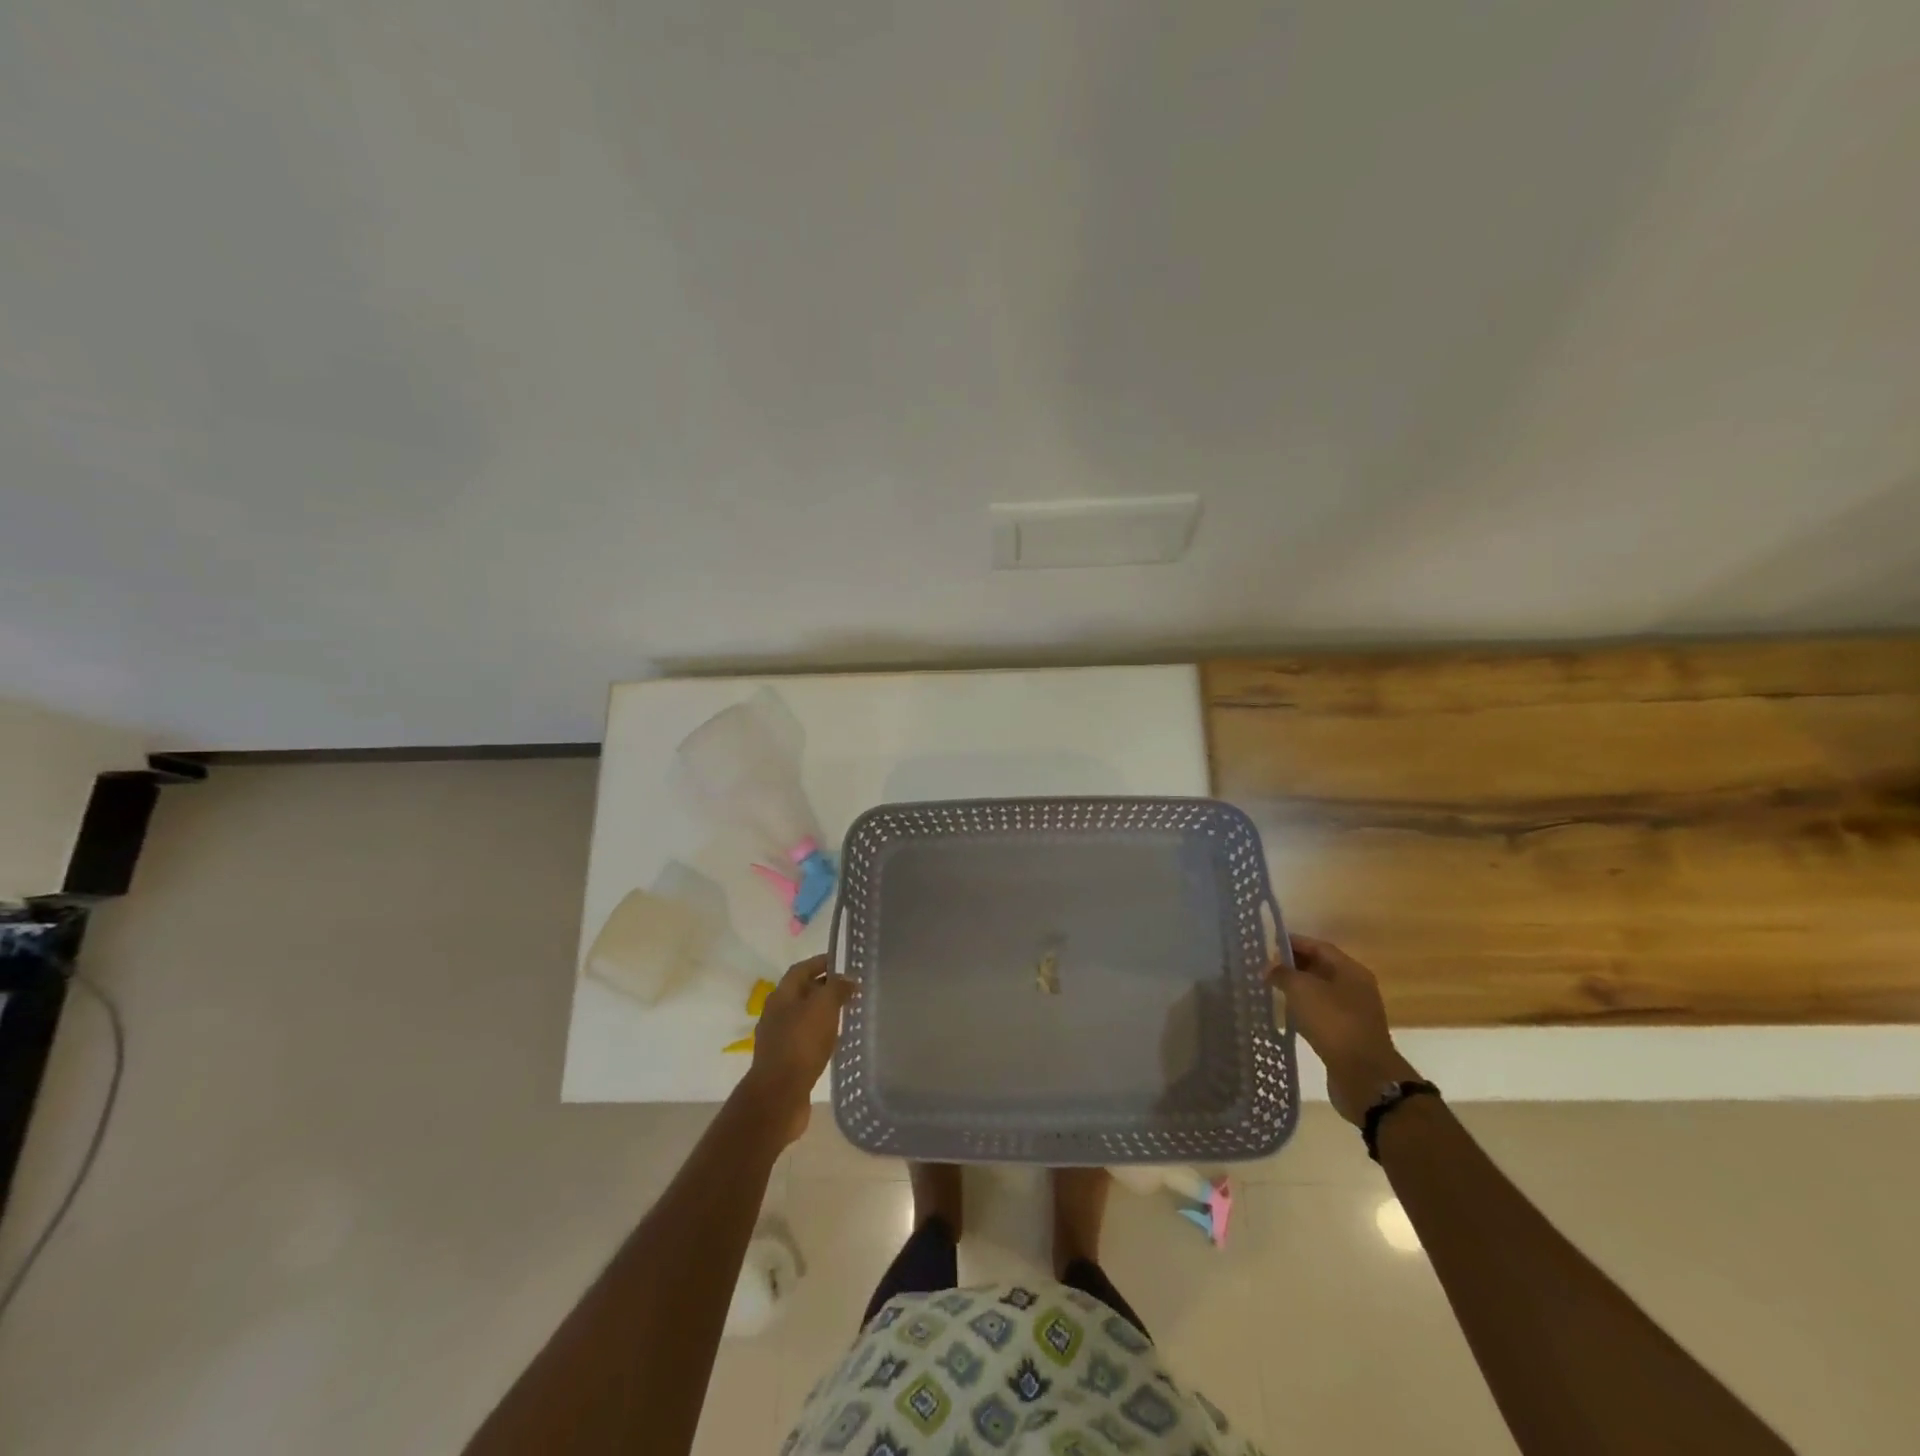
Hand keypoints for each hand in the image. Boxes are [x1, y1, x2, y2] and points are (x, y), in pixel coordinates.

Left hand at [740, 954, 854, 1144]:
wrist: (779, 1095)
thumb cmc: (801, 1043)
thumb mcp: (823, 1007)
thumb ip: (837, 988)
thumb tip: (848, 979)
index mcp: (782, 995)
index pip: (801, 969)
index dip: (821, 962)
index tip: (843, 963)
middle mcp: (776, 1013)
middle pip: (801, 992)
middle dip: (824, 987)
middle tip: (850, 989)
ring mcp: (778, 1038)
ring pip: (803, 1016)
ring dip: (823, 1012)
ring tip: (846, 1013)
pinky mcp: (784, 1060)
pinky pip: (804, 1038)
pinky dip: (820, 1034)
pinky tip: (835, 1041)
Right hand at [1269, 934, 1420, 1126]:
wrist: (1362, 1075)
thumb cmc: (1332, 1022)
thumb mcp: (1301, 989)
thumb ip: (1282, 973)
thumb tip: (1270, 968)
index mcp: (1351, 971)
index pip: (1318, 947)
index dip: (1293, 943)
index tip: (1267, 944)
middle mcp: (1356, 988)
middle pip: (1321, 968)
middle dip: (1293, 965)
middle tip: (1265, 966)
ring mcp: (1354, 1013)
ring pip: (1320, 992)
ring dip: (1297, 989)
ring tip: (1271, 988)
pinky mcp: (1347, 1035)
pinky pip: (1321, 1013)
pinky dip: (1304, 1009)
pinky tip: (1287, 1014)